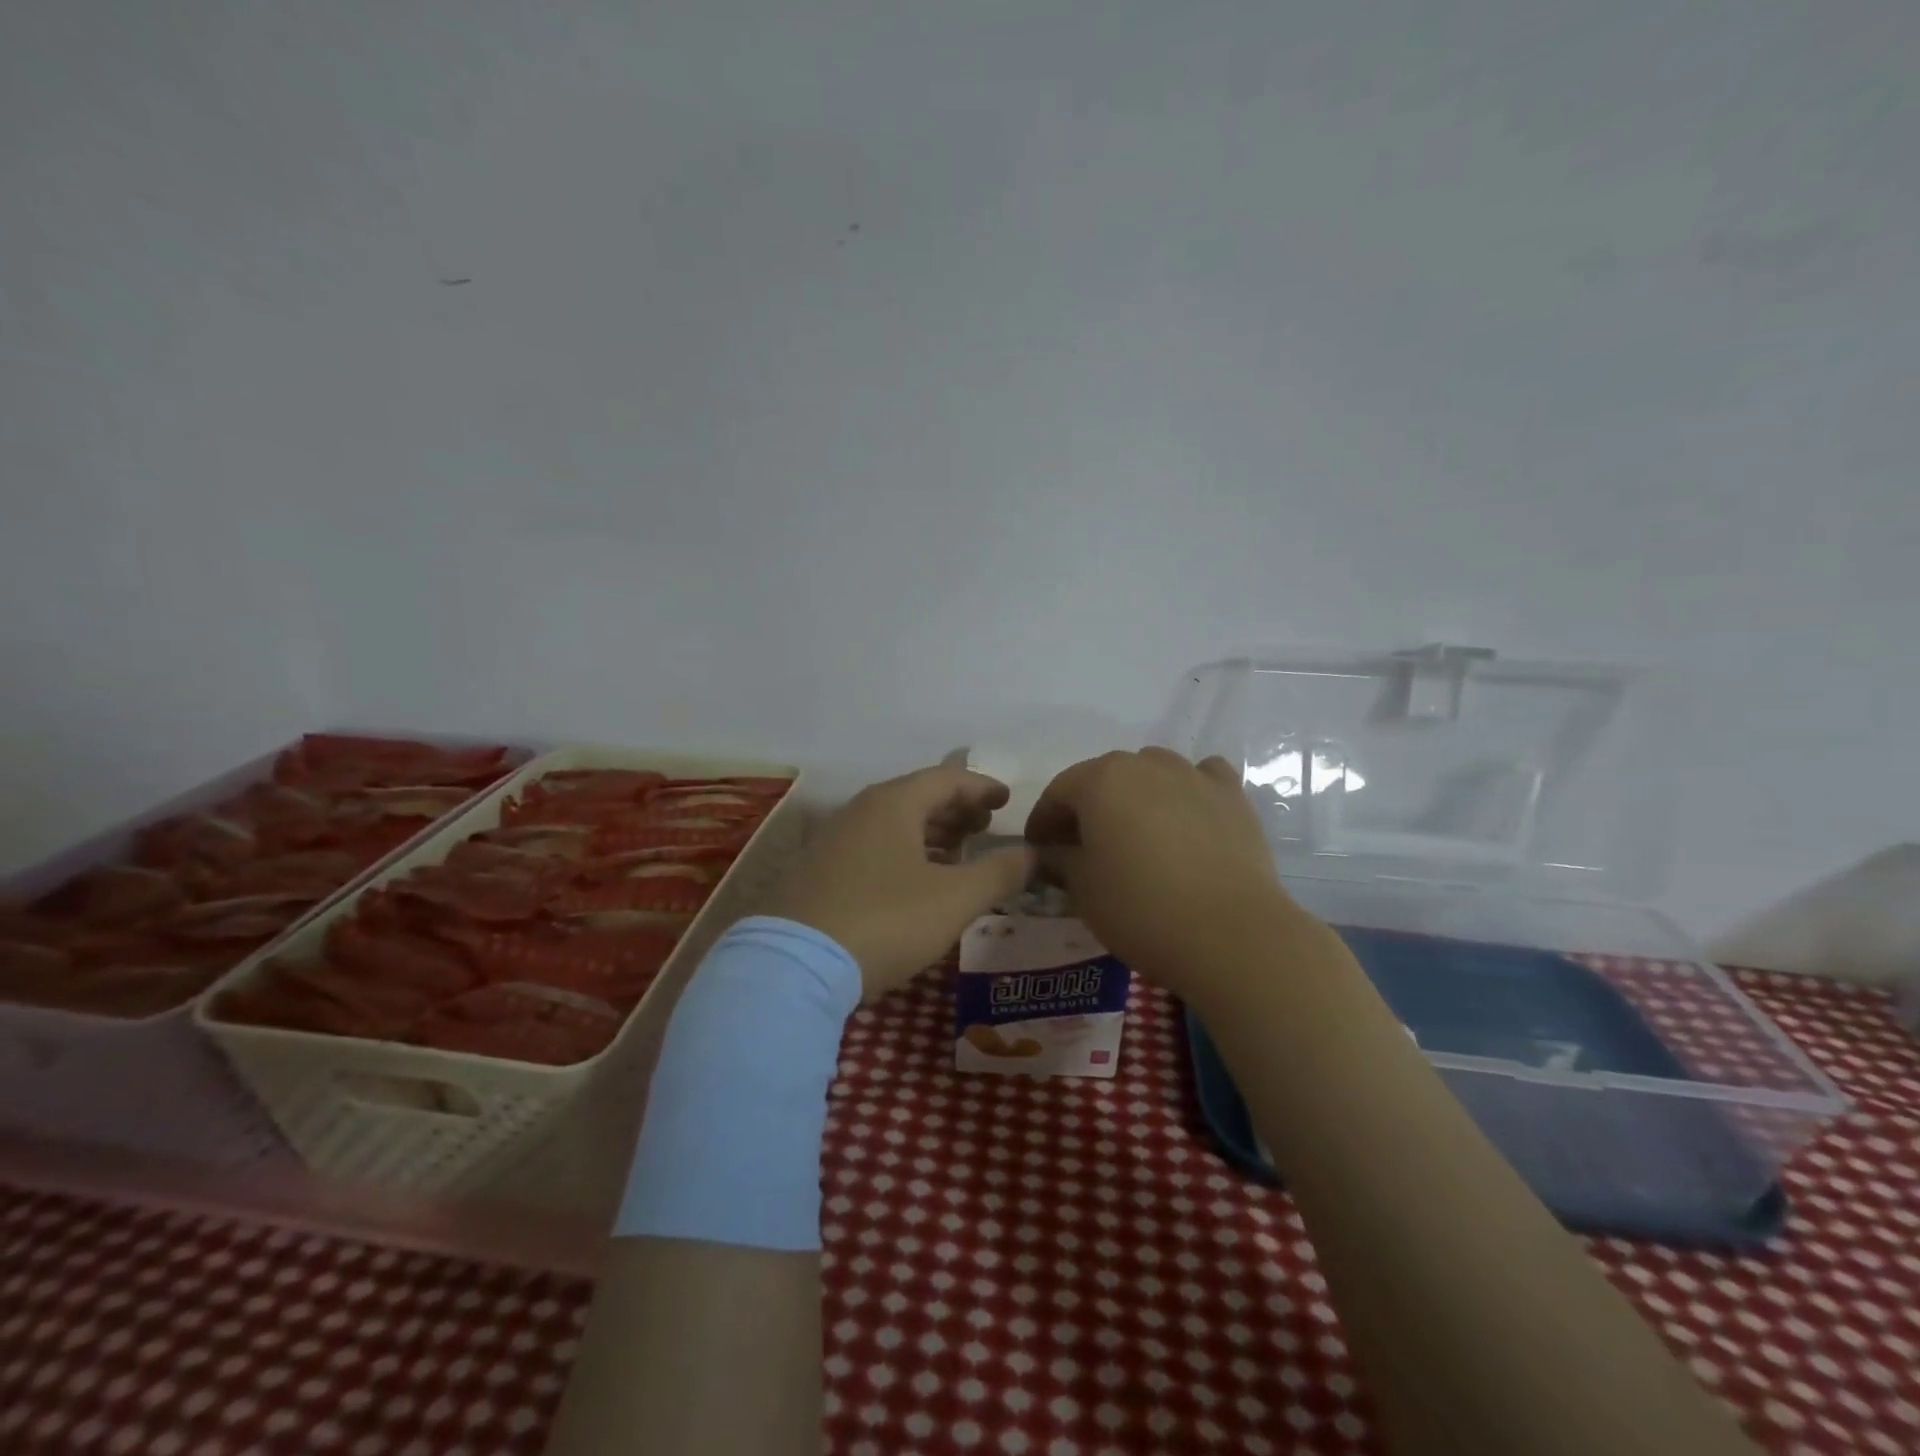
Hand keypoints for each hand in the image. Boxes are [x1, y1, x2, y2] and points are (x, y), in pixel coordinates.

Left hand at [766, 764, 1035, 997]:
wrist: (793, 966)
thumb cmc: (885, 920)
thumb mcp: (954, 899)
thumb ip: (1000, 873)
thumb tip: (1034, 854)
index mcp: (893, 804)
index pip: (946, 779)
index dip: (981, 786)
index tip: (1006, 799)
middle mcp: (859, 811)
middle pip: (916, 798)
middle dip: (955, 810)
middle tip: (985, 826)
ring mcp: (832, 841)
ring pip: (892, 824)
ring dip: (930, 833)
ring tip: (957, 853)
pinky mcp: (815, 872)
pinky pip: (871, 848)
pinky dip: (903, 853)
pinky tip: (913, 882)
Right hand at [1025, 748, 1294, 996]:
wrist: (1230, 934)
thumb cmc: (1141, 908)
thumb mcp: (1082, 889)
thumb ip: (1058, 859)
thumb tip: (1049, 852)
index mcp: (1100, 779)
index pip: (1058, 792)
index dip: (1043, 821)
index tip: (1039, 850)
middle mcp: (1145, 763)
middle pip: (1104, 779)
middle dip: (1088, 808)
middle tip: (1083, 847)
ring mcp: (1193, 774)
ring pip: (1151, 774)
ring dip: (1136, 798)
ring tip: (1137, 836)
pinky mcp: (1232, 794)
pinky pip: (1200, 779)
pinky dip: (1187, 793)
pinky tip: (1187, 820)